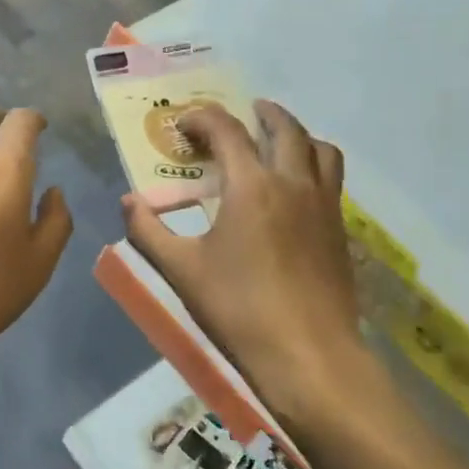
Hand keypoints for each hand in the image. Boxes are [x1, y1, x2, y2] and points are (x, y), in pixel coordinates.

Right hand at [122, 100, 366, 424]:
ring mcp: (324, 206)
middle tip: (245, 112)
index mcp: (252, 185)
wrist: (309, 356)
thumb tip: (128, 201)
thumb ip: (148, 231)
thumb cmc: (239, 309)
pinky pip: (332, 179)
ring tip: (279, 141)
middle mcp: (293, 183)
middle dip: (262, 114)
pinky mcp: (340, 231)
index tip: (184, 126)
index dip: (203, 119)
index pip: (227, 131)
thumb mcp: (181, 271)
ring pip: (320, 150)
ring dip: (298, 134)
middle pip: (285, 128)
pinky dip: (314, 165)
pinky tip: (297, 190)